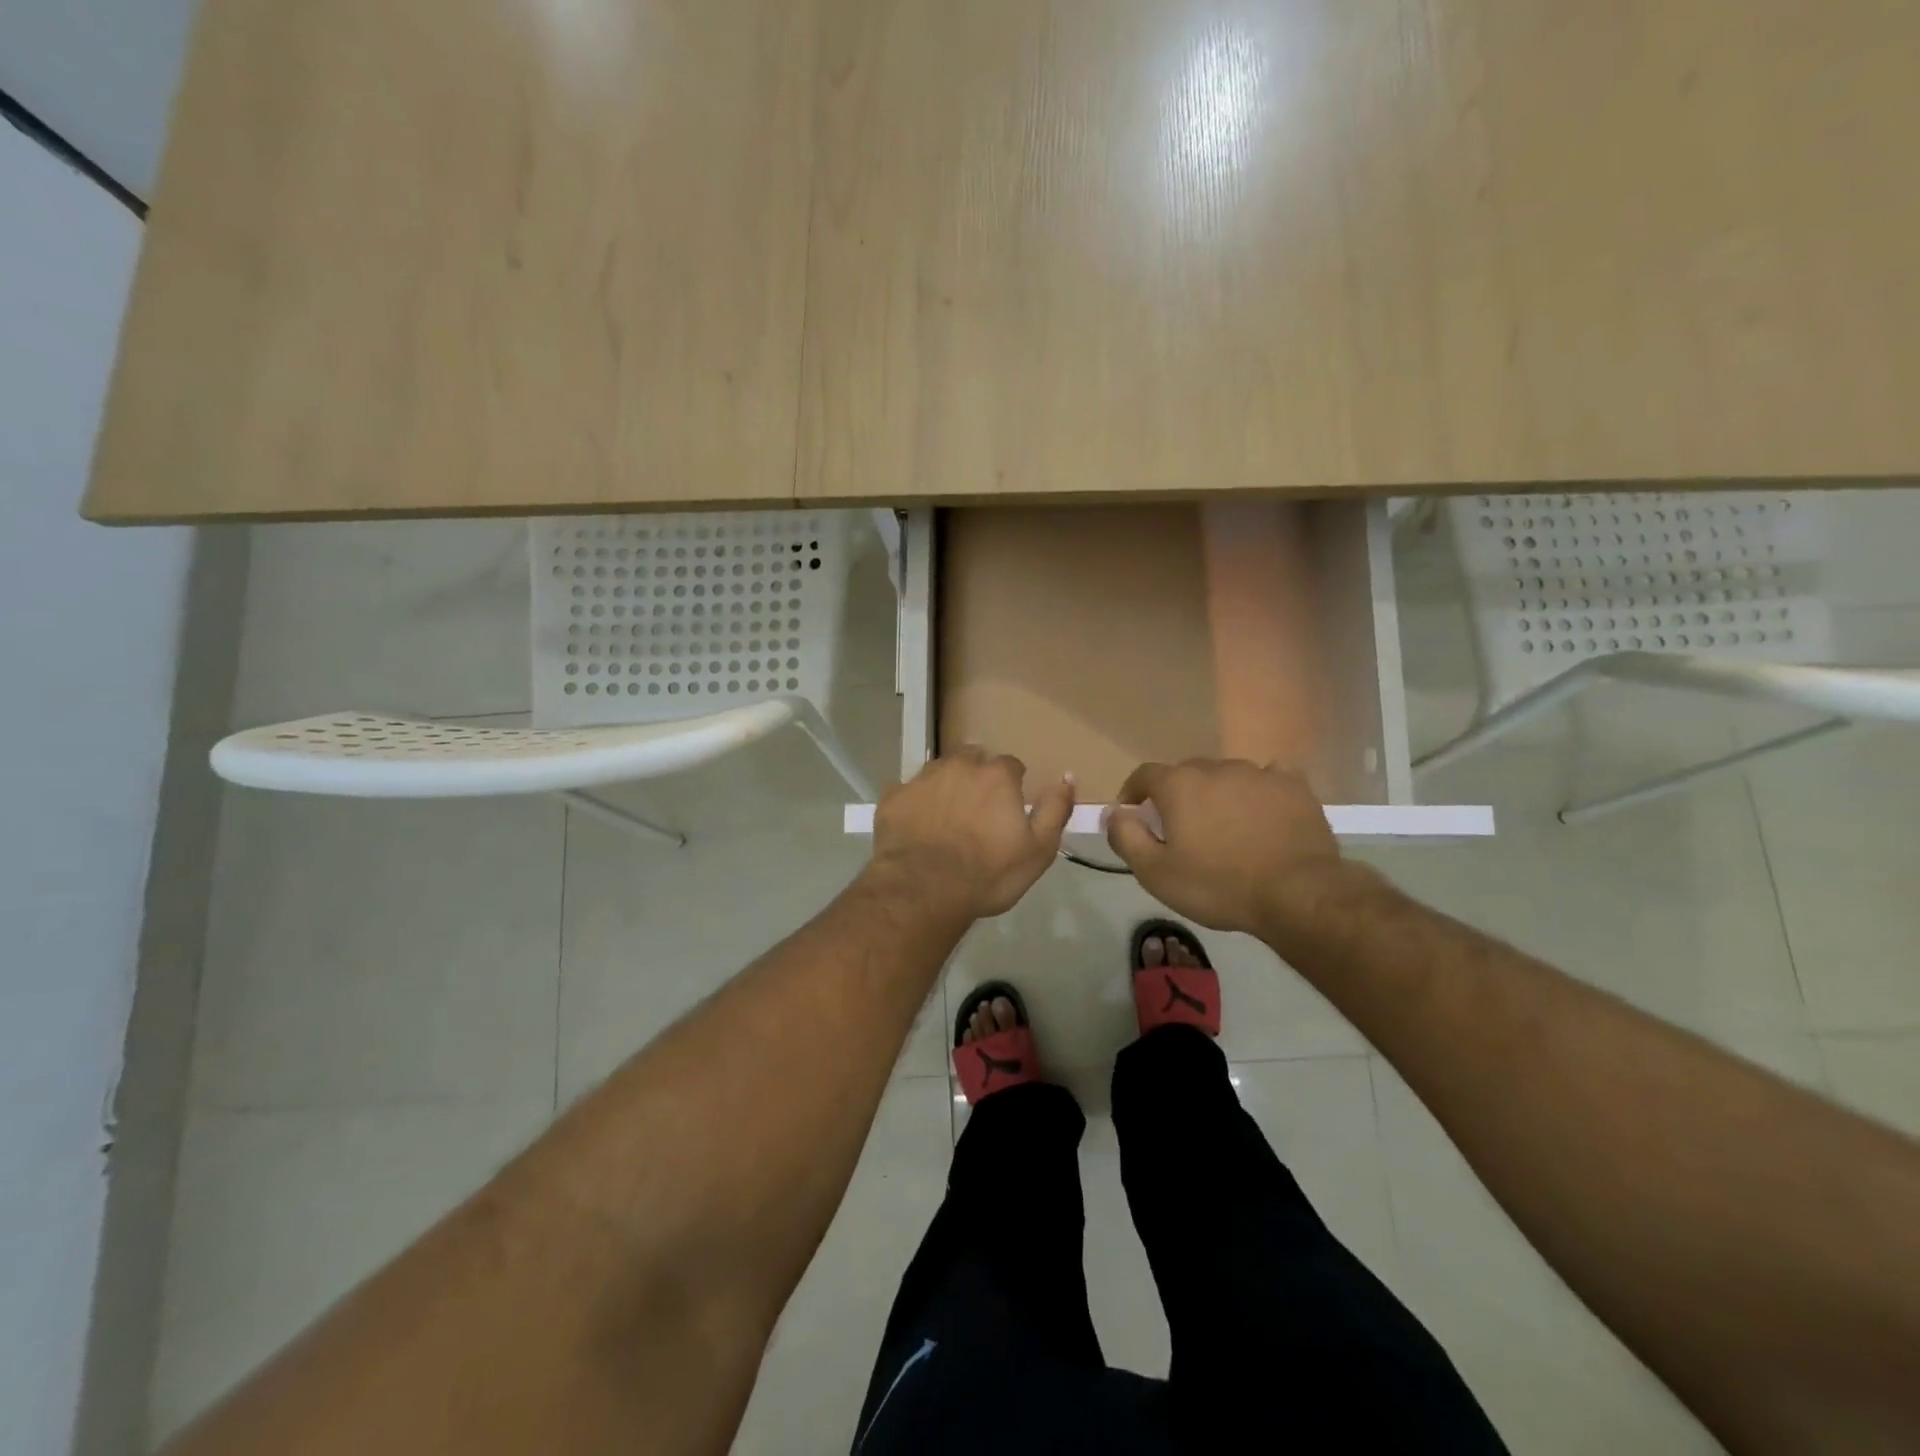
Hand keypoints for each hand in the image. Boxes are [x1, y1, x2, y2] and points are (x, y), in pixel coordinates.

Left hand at [871, 749, 1074, 918]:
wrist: (923, 889)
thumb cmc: (988, 873)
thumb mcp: (1038, 850)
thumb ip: (1055, 809)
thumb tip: (1068, 776)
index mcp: (996, 775)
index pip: (1011, 766)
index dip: (1012, 786)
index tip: (1008, 809)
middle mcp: (959, 766)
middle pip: (973, 759)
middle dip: (977, 778)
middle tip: (978, 812)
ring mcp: (922, 779)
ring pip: (939, 771)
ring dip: (946, 786)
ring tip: (946, 818)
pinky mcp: (893, 797)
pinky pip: (907, 791)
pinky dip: (914, 803)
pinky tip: (916, 826)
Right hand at [1104, 759, 1342, 934]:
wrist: (1297, 894)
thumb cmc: (1218, 885)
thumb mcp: (1156, 873)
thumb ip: (1126, 837)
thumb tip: (1113, 812)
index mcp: (1179, 785)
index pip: (1145, 775)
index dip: (1134, 792)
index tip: (1134, 813)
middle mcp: (1216, 768)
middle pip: (1187, 773)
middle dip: (1177, 794)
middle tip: (1181, 828)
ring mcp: (1258, 773)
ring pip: (1226, 776)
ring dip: (1217, 794)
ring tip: (1225, 826)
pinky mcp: (1293, 786)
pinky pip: (1267, 779)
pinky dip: (1258, 792)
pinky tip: (1262, 813)